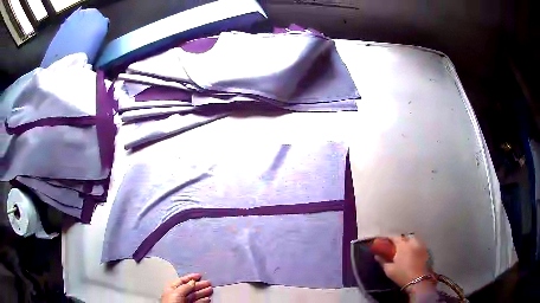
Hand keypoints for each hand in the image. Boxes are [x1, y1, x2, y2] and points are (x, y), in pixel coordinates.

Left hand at [161, 273, 212, 302]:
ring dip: (203, 292)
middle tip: (208, 283)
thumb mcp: (177, 292)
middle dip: (200, 285)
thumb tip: (192, 281)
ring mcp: (183, 301)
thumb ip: (185, 286)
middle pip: (190, 288)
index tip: (199, 275)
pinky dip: (203, 300)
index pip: (182, 280)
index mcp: (172, 288)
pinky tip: (207, 299)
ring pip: (195, 295)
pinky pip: (197, 302)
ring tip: (210, 290)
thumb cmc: (172, 302)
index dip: (191, 277)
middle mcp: (178, 294)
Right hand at [374, 235, 435, 294]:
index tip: (384, 242)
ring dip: (408, 242)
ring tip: (404, 250)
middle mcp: (412, 242)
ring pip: (413, 240)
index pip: (394, 237)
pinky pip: (418, 244)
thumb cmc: (402, 275)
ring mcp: (421, 245)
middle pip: (405, 237)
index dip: (388, 238)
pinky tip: (412, 253)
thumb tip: (376, 255)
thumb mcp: (389, 270)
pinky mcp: (426, 250)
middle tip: (394, 247)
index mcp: (402, 245)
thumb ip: (382, 261)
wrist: (419, 281)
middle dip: (399, 240)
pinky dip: (414, 246)